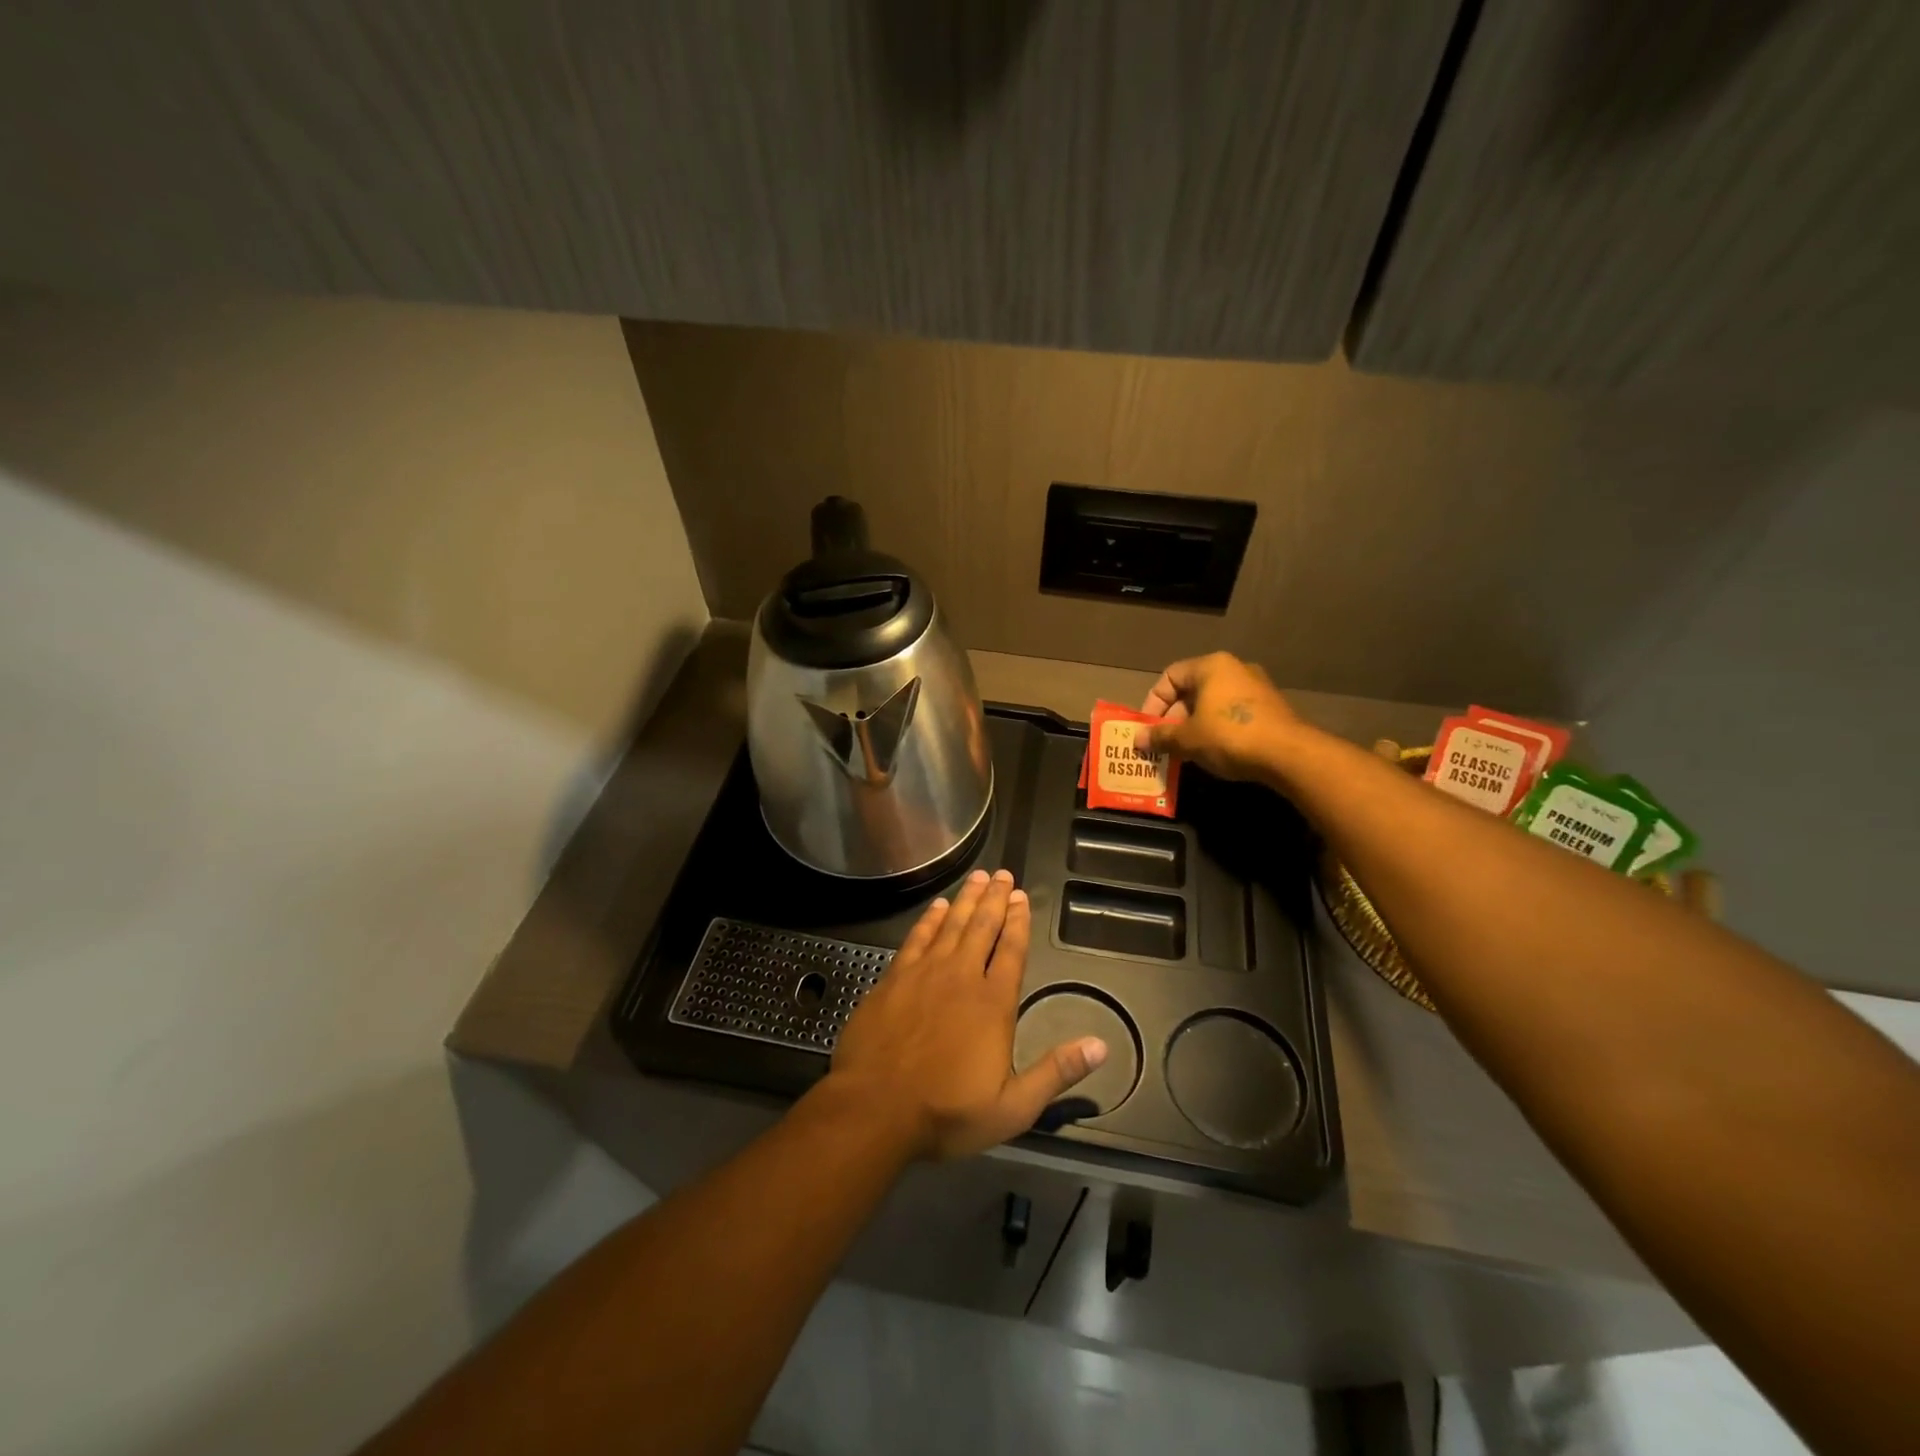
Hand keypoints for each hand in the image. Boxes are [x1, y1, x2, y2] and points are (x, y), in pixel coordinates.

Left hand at [827, 869, 1106, 1160]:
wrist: (874, 1109)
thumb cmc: (946, 1112)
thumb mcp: (1013, 1107)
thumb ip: (1056, 1073)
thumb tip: (1100, 1045)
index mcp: (993, 1003)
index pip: (1011, 951)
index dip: (1019, 922)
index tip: (1023, 898)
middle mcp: (961, 977)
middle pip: (982, 927)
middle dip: (996, 899)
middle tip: (1003, 874)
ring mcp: (924, 973)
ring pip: (951, 925)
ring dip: (967, 899)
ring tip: (979, 877)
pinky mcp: (894, 978)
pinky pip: (917, 937)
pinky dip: (930, 919)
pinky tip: (937, 906)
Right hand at [1137, 651, 1301, 781]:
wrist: (1289, 754)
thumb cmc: (1229, 736)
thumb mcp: (1187, 738)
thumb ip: (1160, 736)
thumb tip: (1138, 739)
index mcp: (1211, 666)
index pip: (1170, 676)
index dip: (1153, 702)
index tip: (1148, 727)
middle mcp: (1234, 669)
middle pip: (1191, 690)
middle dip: (1173, 718)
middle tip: (1164, 742)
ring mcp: (1256, 687)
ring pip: (1212, 703)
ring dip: (1193, 726)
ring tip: (1184, 751)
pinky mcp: (1270, 708)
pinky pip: (1232, 714)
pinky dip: (1216, 729)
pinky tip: (1212, 752)